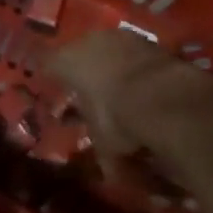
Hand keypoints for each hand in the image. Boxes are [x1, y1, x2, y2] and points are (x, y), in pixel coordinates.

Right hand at [49, 30, 212, 177]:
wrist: (166, 97)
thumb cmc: (118, 118)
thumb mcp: (105, 142)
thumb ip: (101, 150)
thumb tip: (110, 174)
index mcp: (67, 62)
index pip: (45, 63)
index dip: (45, 75)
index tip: (45, 83)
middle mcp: (88, 42)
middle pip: (77, 53)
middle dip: (81, 71)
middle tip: (84, 89)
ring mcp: (119, 38)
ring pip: (107, 50)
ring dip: (109, 66)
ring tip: (117, 87)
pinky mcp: (148, 41)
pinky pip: (132, 54)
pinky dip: (134, 67)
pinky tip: (142, 85)